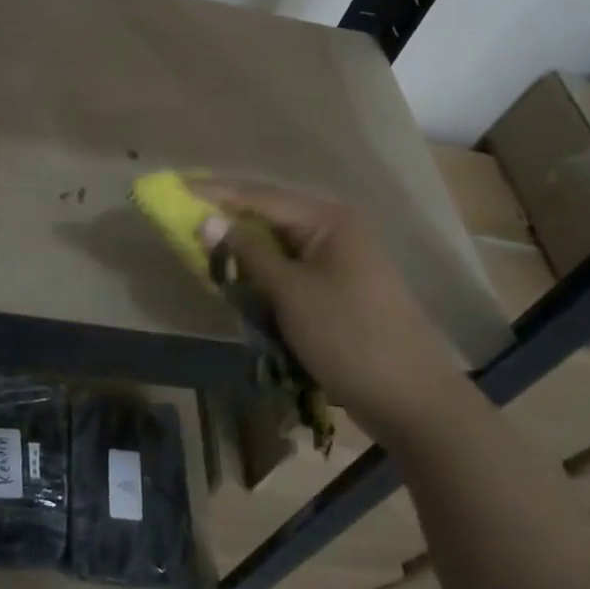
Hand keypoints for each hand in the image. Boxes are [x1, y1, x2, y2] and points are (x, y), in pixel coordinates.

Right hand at [189, 179, 462, 432]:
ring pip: (279, 245)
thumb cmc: (349, 337)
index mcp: (329, 219)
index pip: (260, 196)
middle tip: (184, 220)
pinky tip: (239, 279)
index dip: (216, 194)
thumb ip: (247, 253)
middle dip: (228, 220)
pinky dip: (264, 274)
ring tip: (204, 248)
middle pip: (270, 216)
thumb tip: (206, 221)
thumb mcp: (291, 292)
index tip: (176, 189)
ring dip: (244, 250)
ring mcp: (340, 260)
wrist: (413, 400)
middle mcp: (336, 230)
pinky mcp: (339, 288)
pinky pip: (291, 270)